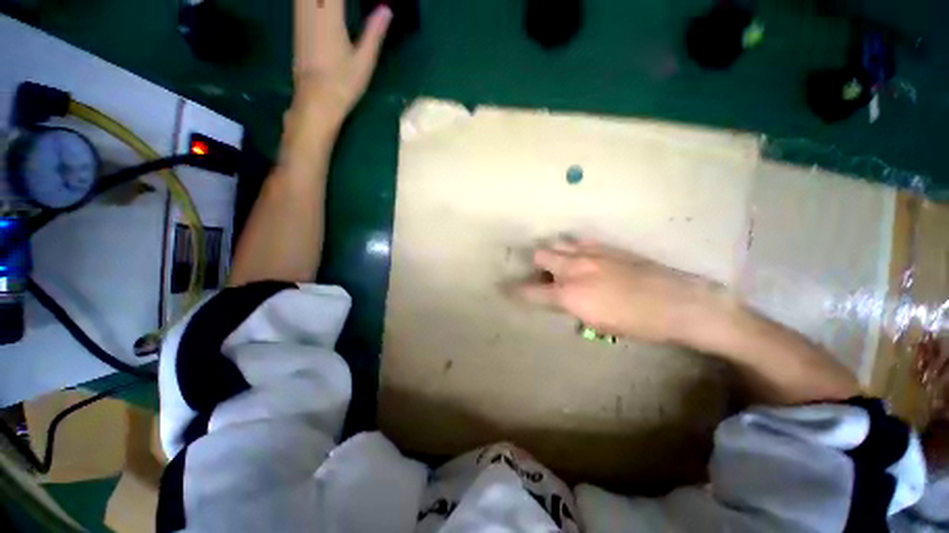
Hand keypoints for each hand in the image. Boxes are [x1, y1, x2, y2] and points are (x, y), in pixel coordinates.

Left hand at [291, 0, 391, 125]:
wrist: (315, 101)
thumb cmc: (342, 84)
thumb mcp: (364, 61)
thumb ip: (374, 32)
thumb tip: (387, 9)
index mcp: (329, 14)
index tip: (372, 0)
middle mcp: (310, 9)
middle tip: (345, 6)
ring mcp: (300, 16)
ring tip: (339, 7)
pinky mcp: (297, 26)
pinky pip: (302, 0)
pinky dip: (313, 0)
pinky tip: (323, 4)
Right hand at [510, 239, 727, 344]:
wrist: (678, 303)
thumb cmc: (636, 323)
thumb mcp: (596, 323)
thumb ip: (570, 306)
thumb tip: (558, 297)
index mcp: (569, 293)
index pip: (531, 291)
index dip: (515, 290)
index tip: (503, 288)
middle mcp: (574, 268)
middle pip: (540, 254)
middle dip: (536, 263)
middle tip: (542, 274)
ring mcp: (590, 253)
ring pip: (558, 242)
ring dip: (553, 251)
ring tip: (559, 262)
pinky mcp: (606, 246)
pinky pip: (579, 240)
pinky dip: (572, 246)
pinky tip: (580, 255)